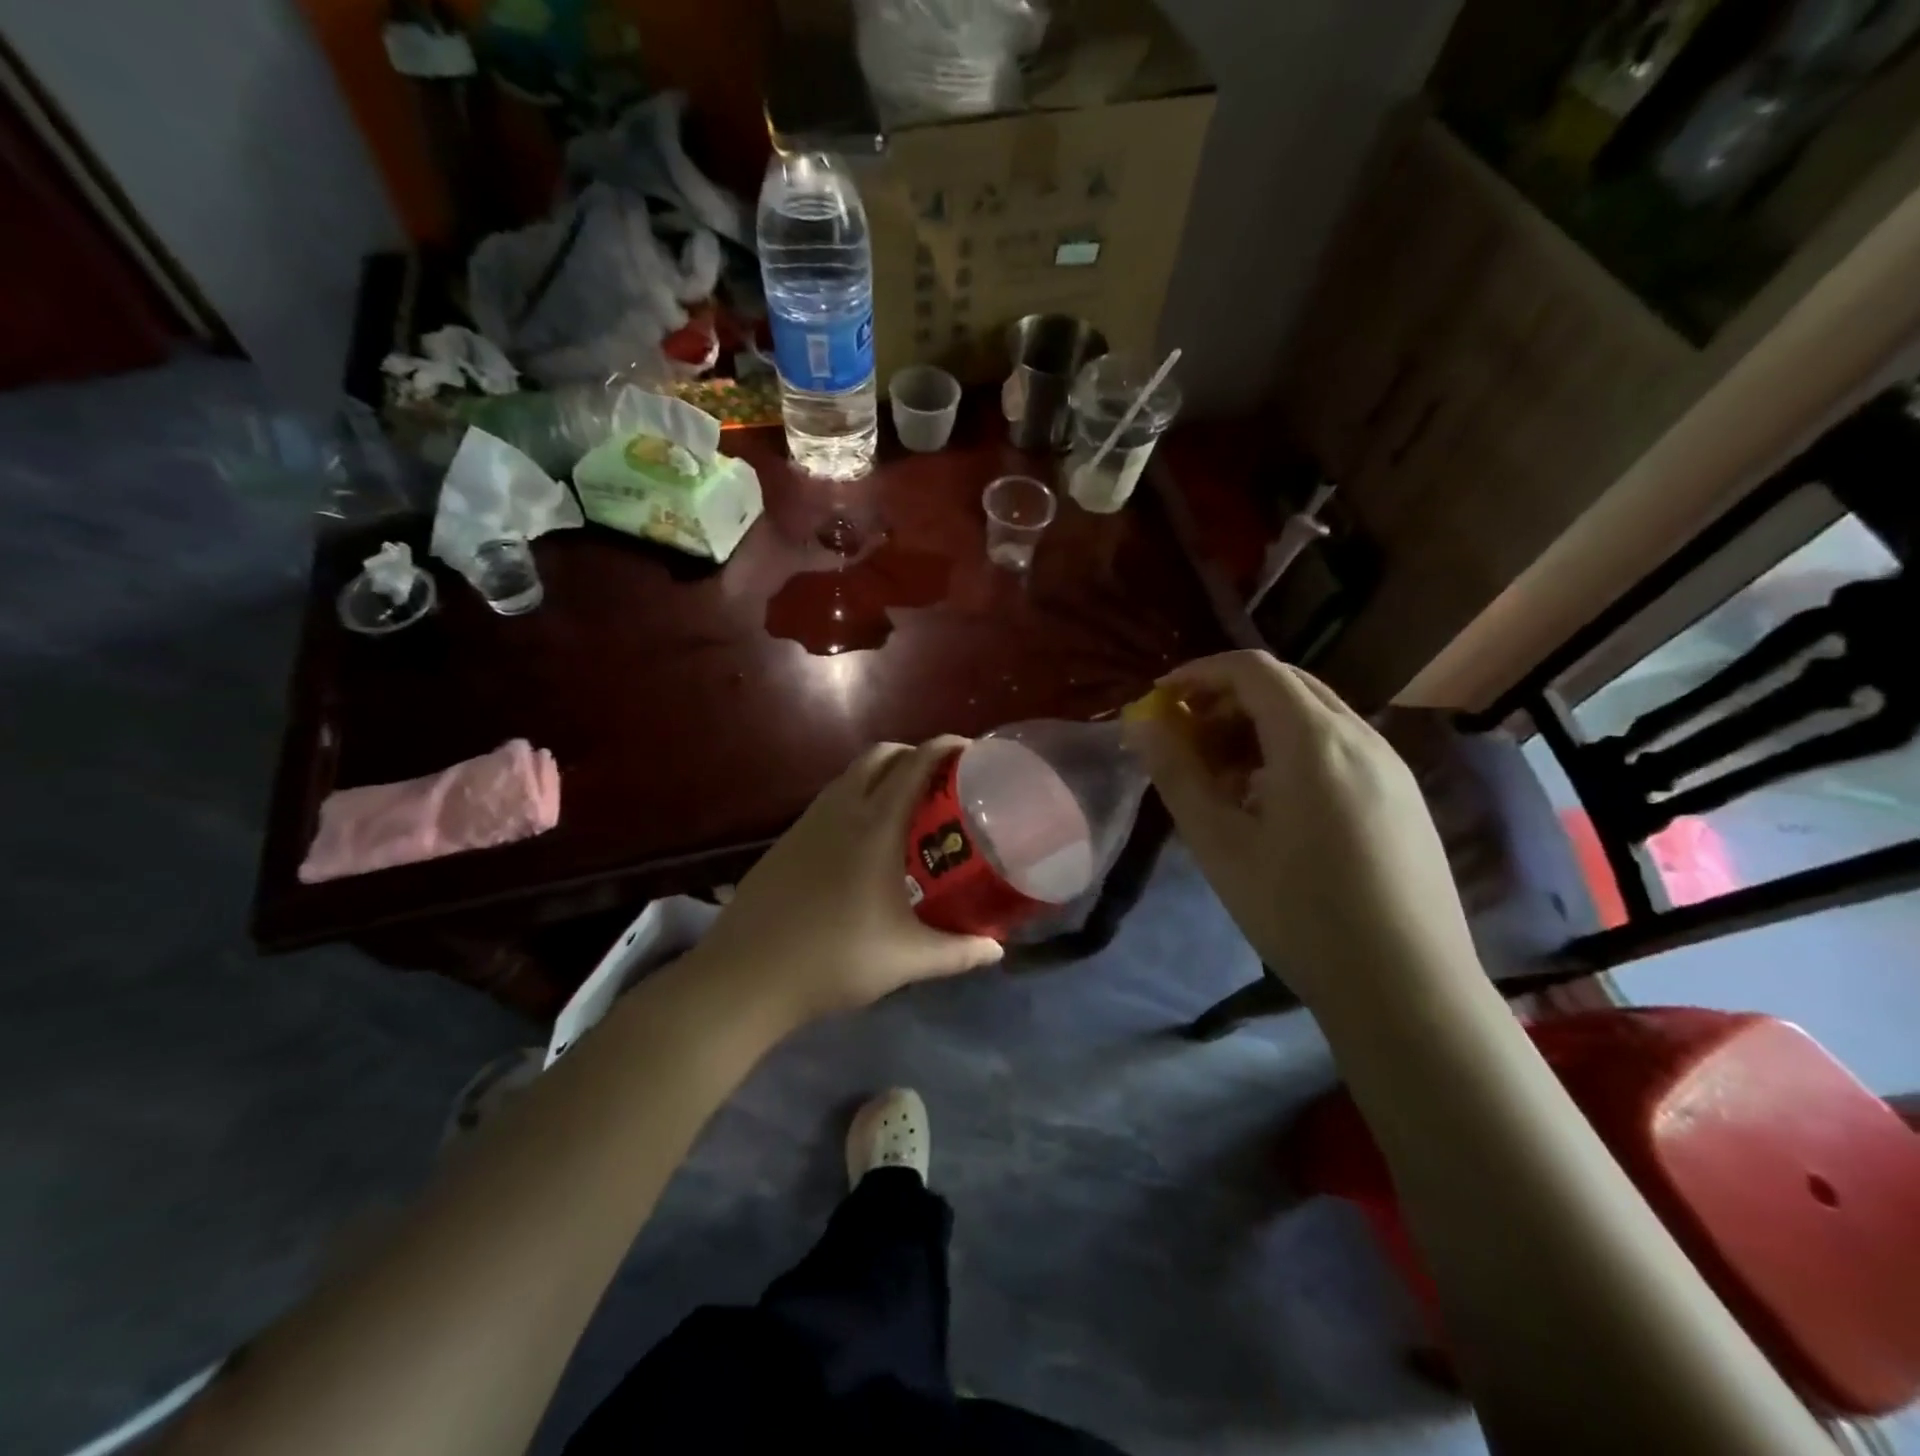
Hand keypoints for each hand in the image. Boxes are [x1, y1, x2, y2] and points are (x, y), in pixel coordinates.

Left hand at [694, 738, 1003, 1023]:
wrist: (746, 975)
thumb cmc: (834, 960)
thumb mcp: (906, 959)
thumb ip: (957, 952)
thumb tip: (997, 950)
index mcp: (875, 827)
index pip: (914, 765)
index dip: (943, 747)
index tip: (970, 749)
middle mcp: (841, 810)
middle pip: (880, 755)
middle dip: (913, 754)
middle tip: (941, 780)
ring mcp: (808, 822)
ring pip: (850, 775)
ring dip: (882, 773)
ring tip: (907, 805)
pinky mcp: (786, 839)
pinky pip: (830, 799)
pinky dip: (856, 796)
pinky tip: (863, 838)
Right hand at [1128, 651, 1477, 1005]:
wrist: (1408, 988)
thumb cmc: (1299, 913)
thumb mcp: (1220, 845)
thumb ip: (1177, 775)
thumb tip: (1144, 725)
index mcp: (1314, 740)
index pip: (1252, 669)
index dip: (1200, 673)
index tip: (1161, 699)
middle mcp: (1360, 737)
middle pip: (1286, 684)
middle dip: (1227, 698)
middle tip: (1186, 737)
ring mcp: (1390, 766)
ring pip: (1315, 716)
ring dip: (1260, 725)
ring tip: (1222, 777)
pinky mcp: (1403, 797)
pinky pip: (1339, 747)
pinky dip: (1292, 750)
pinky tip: (1272, 803)